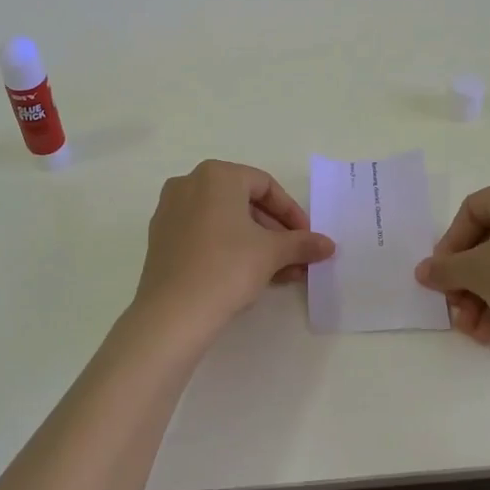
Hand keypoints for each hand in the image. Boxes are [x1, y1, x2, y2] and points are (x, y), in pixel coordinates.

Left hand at [130, 160, 335, 344]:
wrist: (172, 313)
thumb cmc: (227, 268)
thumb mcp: (272, 253)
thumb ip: (302, 243)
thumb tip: (328, 244)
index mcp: (216, 175)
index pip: (265, 186)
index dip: (292, 212)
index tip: (307, 238)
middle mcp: (189, 184)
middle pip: (244, 202)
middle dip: (275, 232)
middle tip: (296, 258)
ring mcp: (170, 211)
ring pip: (224, 221)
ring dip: (256, 244)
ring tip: (280, 273)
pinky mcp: (161, 238)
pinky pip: (204, 234)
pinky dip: (229, 248)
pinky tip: (249, 276)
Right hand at [413, 176, 489, 348]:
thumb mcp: (476, 272)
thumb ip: (444, 269)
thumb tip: (423, 272)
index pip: (469, 212)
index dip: (449, 247)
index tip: (440, 277)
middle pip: (489, 242)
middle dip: (467, 282)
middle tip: (456, 310)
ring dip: (484, 298)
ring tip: (475, 333)